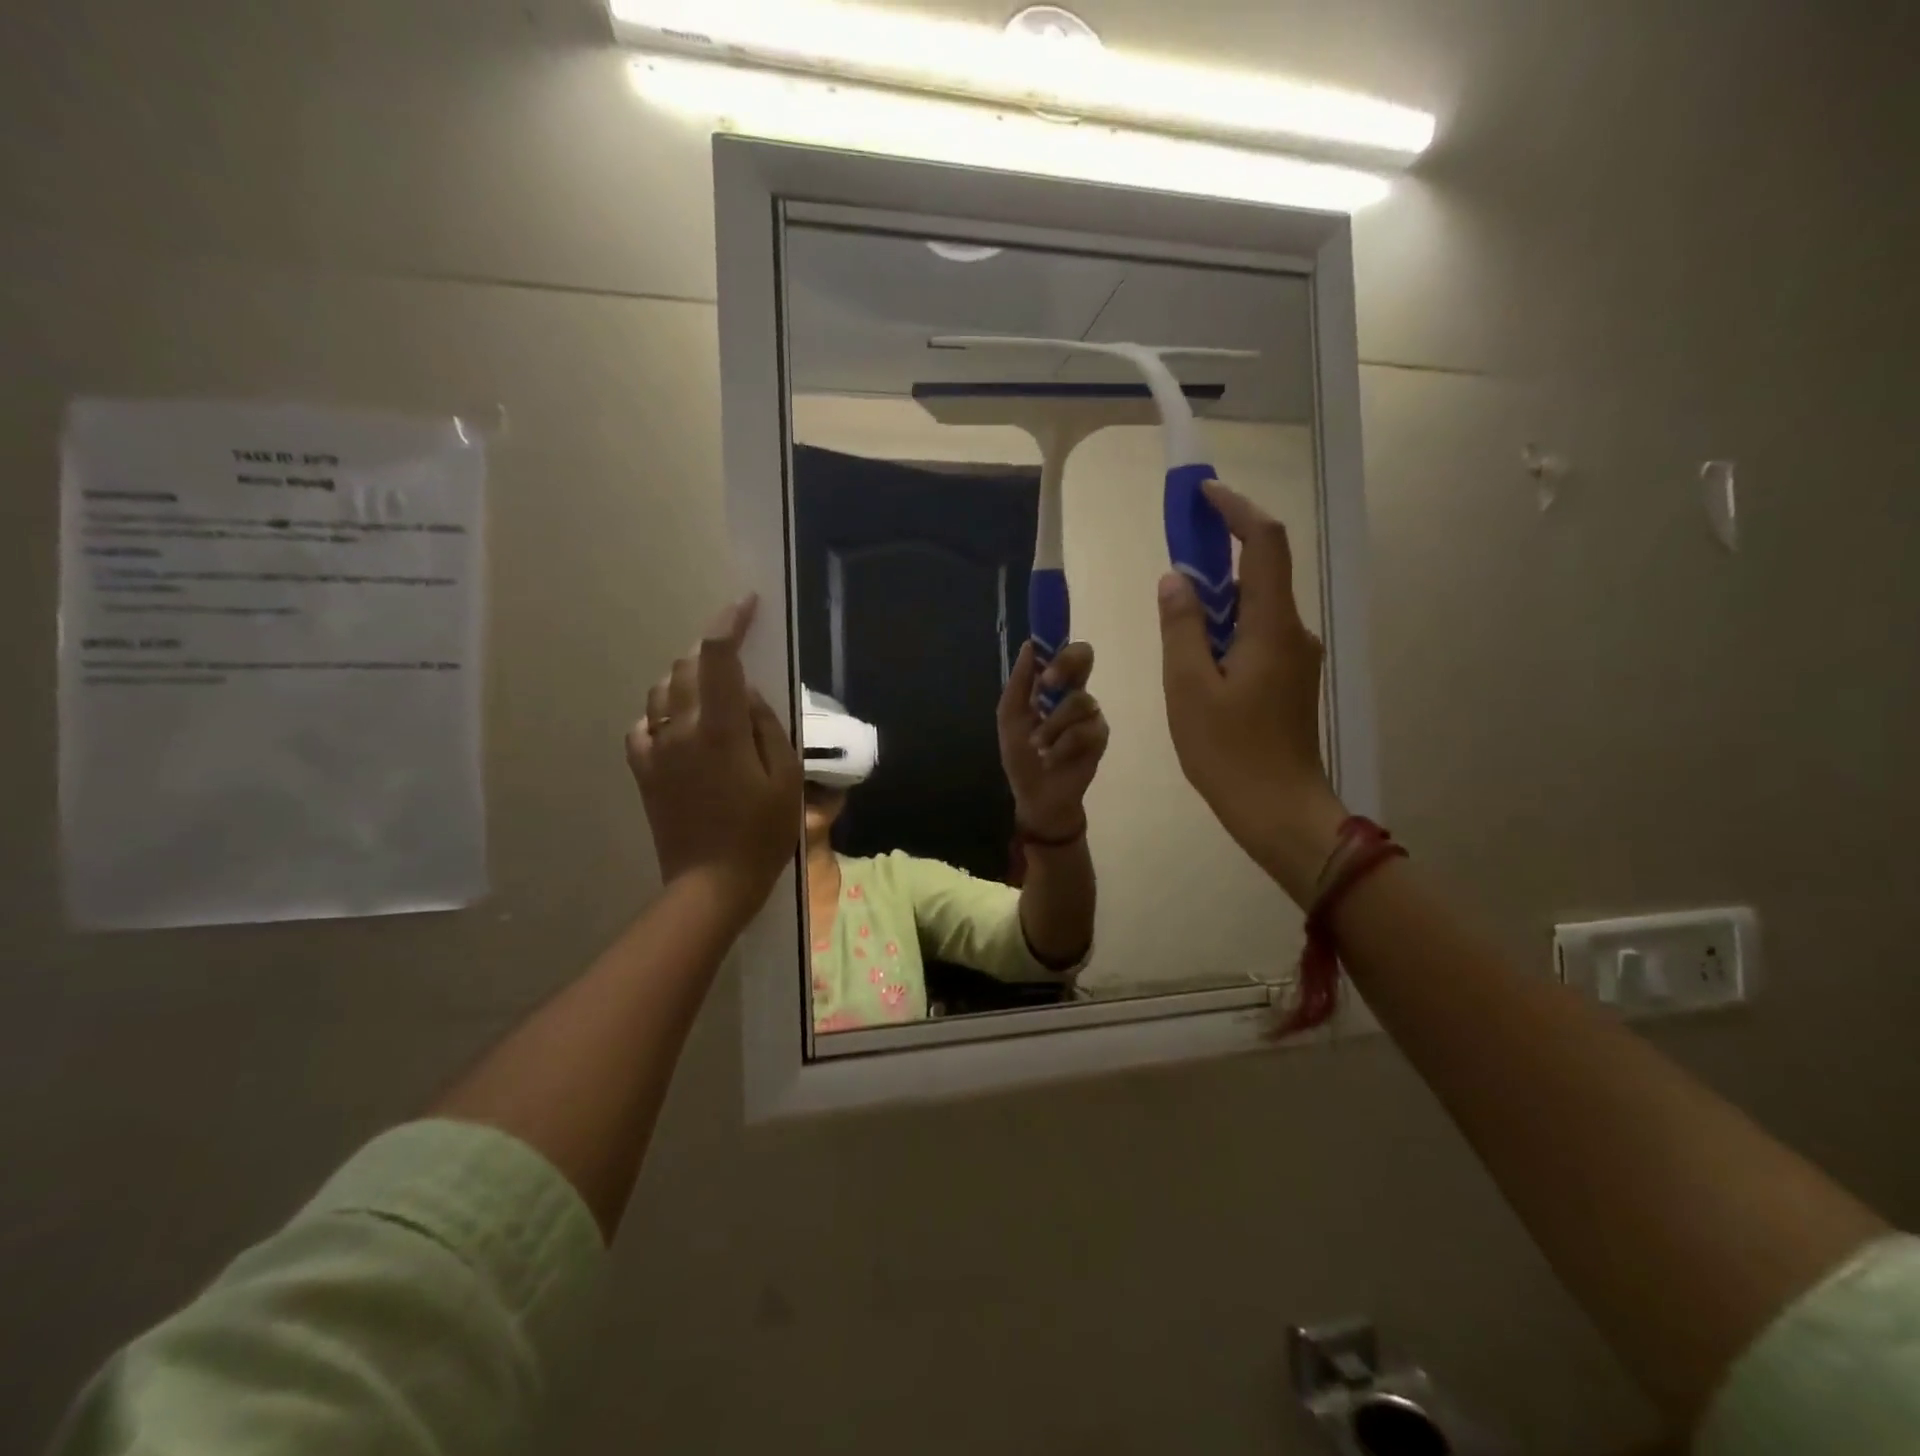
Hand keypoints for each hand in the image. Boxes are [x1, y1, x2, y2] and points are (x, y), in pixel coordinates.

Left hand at [625, 596, 802, 920]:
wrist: (710, 883)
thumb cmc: (760, 833)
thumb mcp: (784, 778)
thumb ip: (765, 726)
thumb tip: (745, 693)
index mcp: (720, 728)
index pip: (718, 657)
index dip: (730, 622)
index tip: (746, 604)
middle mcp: (680, 728)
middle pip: (687, 666)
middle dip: (712, 652)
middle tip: (738, 660)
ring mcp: (655, 749)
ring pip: (662, 690)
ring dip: (688, 679)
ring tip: (713, 693)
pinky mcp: (643, 770)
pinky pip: (645, 724)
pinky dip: (665, 713)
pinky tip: (682, 728)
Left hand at [997, 640, 1109, 840]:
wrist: (1036, 794)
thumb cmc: (1021, 755)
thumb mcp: (1010, 717)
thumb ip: (1019, 683)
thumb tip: (1029, 645)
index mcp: (1052, 685)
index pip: (1063, 651)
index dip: (1057, 646)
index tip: (1040, 660)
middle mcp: (1075, 692)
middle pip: (1085, 657)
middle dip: (1065, 666)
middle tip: (1046, 686)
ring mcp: (1090, 714)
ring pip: (1079, 701)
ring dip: (1052, 726)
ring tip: (1038, 747)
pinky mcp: (1100, 737)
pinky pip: (1084, 731)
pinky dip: (1062, 746)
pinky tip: (1052, 758)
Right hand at [1157, 480, 1347, 904]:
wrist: (1280, 812)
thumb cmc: (1229, 752)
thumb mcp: (1188, 688)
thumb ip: (1181, 626)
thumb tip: (1175, 579)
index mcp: (1272, 627)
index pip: (1264, 544)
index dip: (1236, 510)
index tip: (1202, 494)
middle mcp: (1294, 632)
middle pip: (1262, 571)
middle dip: (1222, 549)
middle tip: (1177, 545)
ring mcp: (1296, 658)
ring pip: (1257, 607)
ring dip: (1219, 593)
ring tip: (1176, 607)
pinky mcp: (1290, 681)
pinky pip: (1257, 635)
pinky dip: (1226, 625)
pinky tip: (1196, 653)